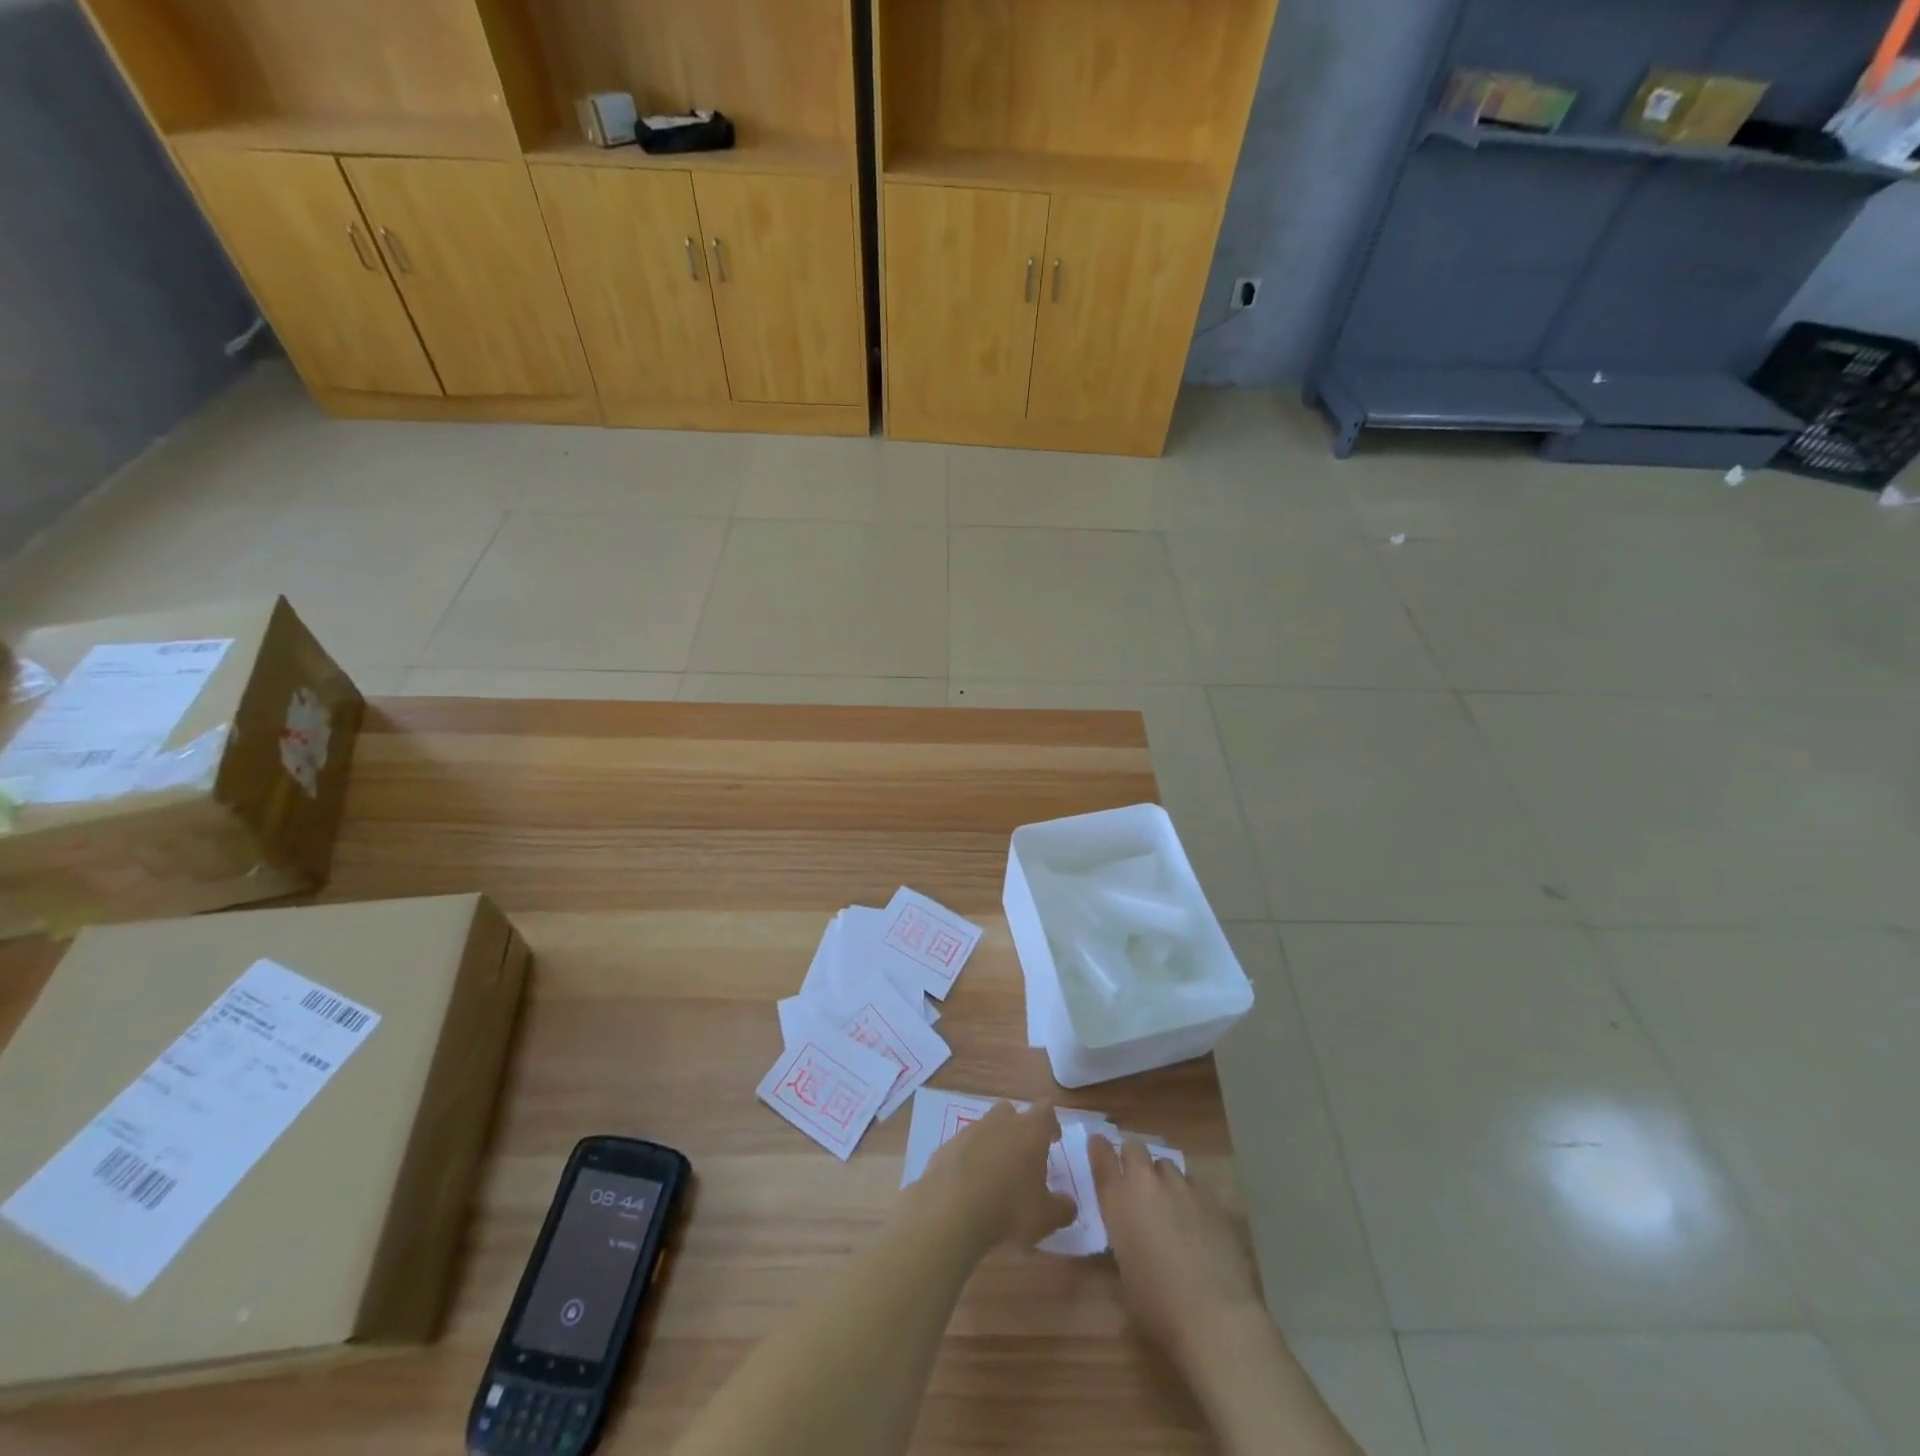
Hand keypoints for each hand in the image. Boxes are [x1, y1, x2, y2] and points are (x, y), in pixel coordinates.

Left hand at [908, 1100, 1075, 1256]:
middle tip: (1023, 1156)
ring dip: (993, 1143)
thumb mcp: (1045, 1217)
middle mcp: (1000, 1122)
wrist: (951, 1210)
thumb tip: (1068, 1205)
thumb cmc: (1009, 1209)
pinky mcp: (946, 1145)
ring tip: (995, 1174)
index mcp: (1030, 1131)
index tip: (1053, 1139)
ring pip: (986, 1127)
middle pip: (1012, 1112)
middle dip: (1018, 1129)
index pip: (1046, 1110)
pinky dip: (969, 1158)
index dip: (1051, 1123)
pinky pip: (964, 1146)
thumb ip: (1062, 1209)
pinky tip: (969, 1185)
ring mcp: (970, 1130)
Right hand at [1089, 1136, 1267, 1370]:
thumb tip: (1129, 1227)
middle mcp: (1147, 1182)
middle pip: (1134, 1147)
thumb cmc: (1158, 1304)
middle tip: (1137, 1183)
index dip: (1099, 1148)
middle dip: (1133, 1159)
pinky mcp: (1212, 1198)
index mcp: (1119, 1198)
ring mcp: (1182, 1186)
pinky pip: (1194, 1186)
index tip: (1098, 1145)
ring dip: (1163, 1180)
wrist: (1215, 1315)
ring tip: (1170, 1206)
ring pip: (1167, 1165)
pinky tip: (1198, 1224)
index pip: (1101, 1155)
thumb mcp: (1125, 1267)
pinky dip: (1190, 1198)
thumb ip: (1123, 1232)